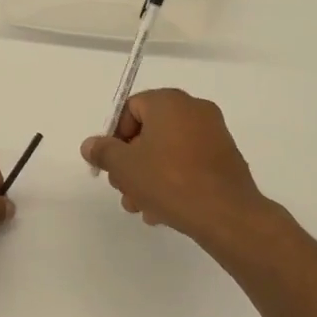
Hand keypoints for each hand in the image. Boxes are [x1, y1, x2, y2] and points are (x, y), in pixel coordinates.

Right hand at [81, 89, 268, 244]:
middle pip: (149, 131)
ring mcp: (214, 134)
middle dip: (131, 162)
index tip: (111, 166)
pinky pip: (189, 163)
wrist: (226, 214)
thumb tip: (90, 145)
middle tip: (123, 189)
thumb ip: (103, 152)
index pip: (131, 108)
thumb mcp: (124, 166)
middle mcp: (194, 110)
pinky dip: (173, 180)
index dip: (115, 137)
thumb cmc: (169, 181)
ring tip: (141, 207)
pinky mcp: (225, 158)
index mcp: (170, 102)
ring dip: (148, 177)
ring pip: (168, 151)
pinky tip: (162, 210)